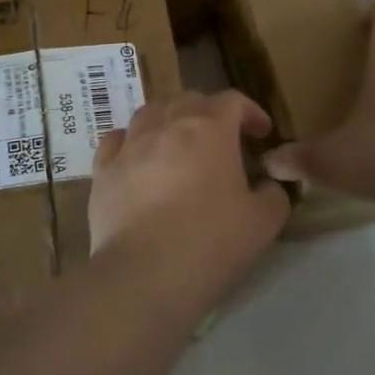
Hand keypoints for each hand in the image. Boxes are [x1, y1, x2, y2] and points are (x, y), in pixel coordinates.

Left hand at [90, 90, 289, 296]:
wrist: (145, 274)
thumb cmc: (211, 242)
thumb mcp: (263, 222)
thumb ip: (273, 195)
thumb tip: (266, 187)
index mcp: (209, 129)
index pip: (232, 101)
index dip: (250, 112)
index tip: (261, 134)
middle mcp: (165, 125)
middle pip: (188, 101)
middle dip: (209, 113)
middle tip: (222, 140)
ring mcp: (129, 146)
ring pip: (149, 113)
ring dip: (169, 120)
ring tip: (177, 143)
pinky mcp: (102, 171)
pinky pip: (115, 141)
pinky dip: (131, 142)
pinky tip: (137, 158)